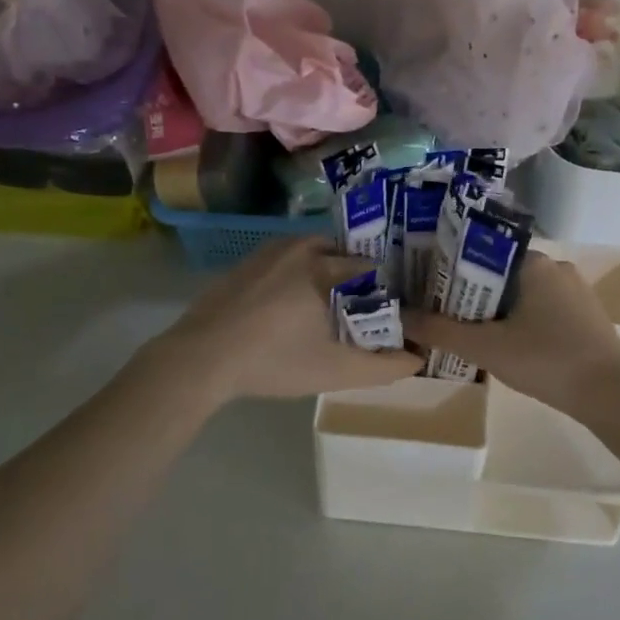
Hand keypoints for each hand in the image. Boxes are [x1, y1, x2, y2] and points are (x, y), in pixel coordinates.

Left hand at [138, 238, 421, 405]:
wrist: (201, 358)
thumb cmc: (275, 361)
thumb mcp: (336, 371)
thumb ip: (382, 367)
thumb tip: (417, 359)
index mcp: (326, 268)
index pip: (369, 266)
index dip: (383, 285)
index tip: (387, 305)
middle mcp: (300, 249)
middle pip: (340, 252)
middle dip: (353, 272)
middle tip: (358, 302)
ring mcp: (268, 253)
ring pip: (309, 250)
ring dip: (322, 267)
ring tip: (325, 300)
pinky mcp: (244, 263)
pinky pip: (283, 258)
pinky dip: (294, 271)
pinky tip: (287, 302)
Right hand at [404, 251, 619, 411]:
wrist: (610, 394)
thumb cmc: (546, 360)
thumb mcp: (486, 347)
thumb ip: (441, 330)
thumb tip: (400, 316)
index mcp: (533, 262)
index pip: (482, 252)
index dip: (453, 269)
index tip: (430, 287)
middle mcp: (556, 266)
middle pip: (501, 273)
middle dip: (473, 293)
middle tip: (444, 314)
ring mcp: (575, 290)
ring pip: (522, 293)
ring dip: (497, 310)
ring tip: (470, 331)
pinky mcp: (585, 314)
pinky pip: (543, 308)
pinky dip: (522, 320)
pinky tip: (509, 344)